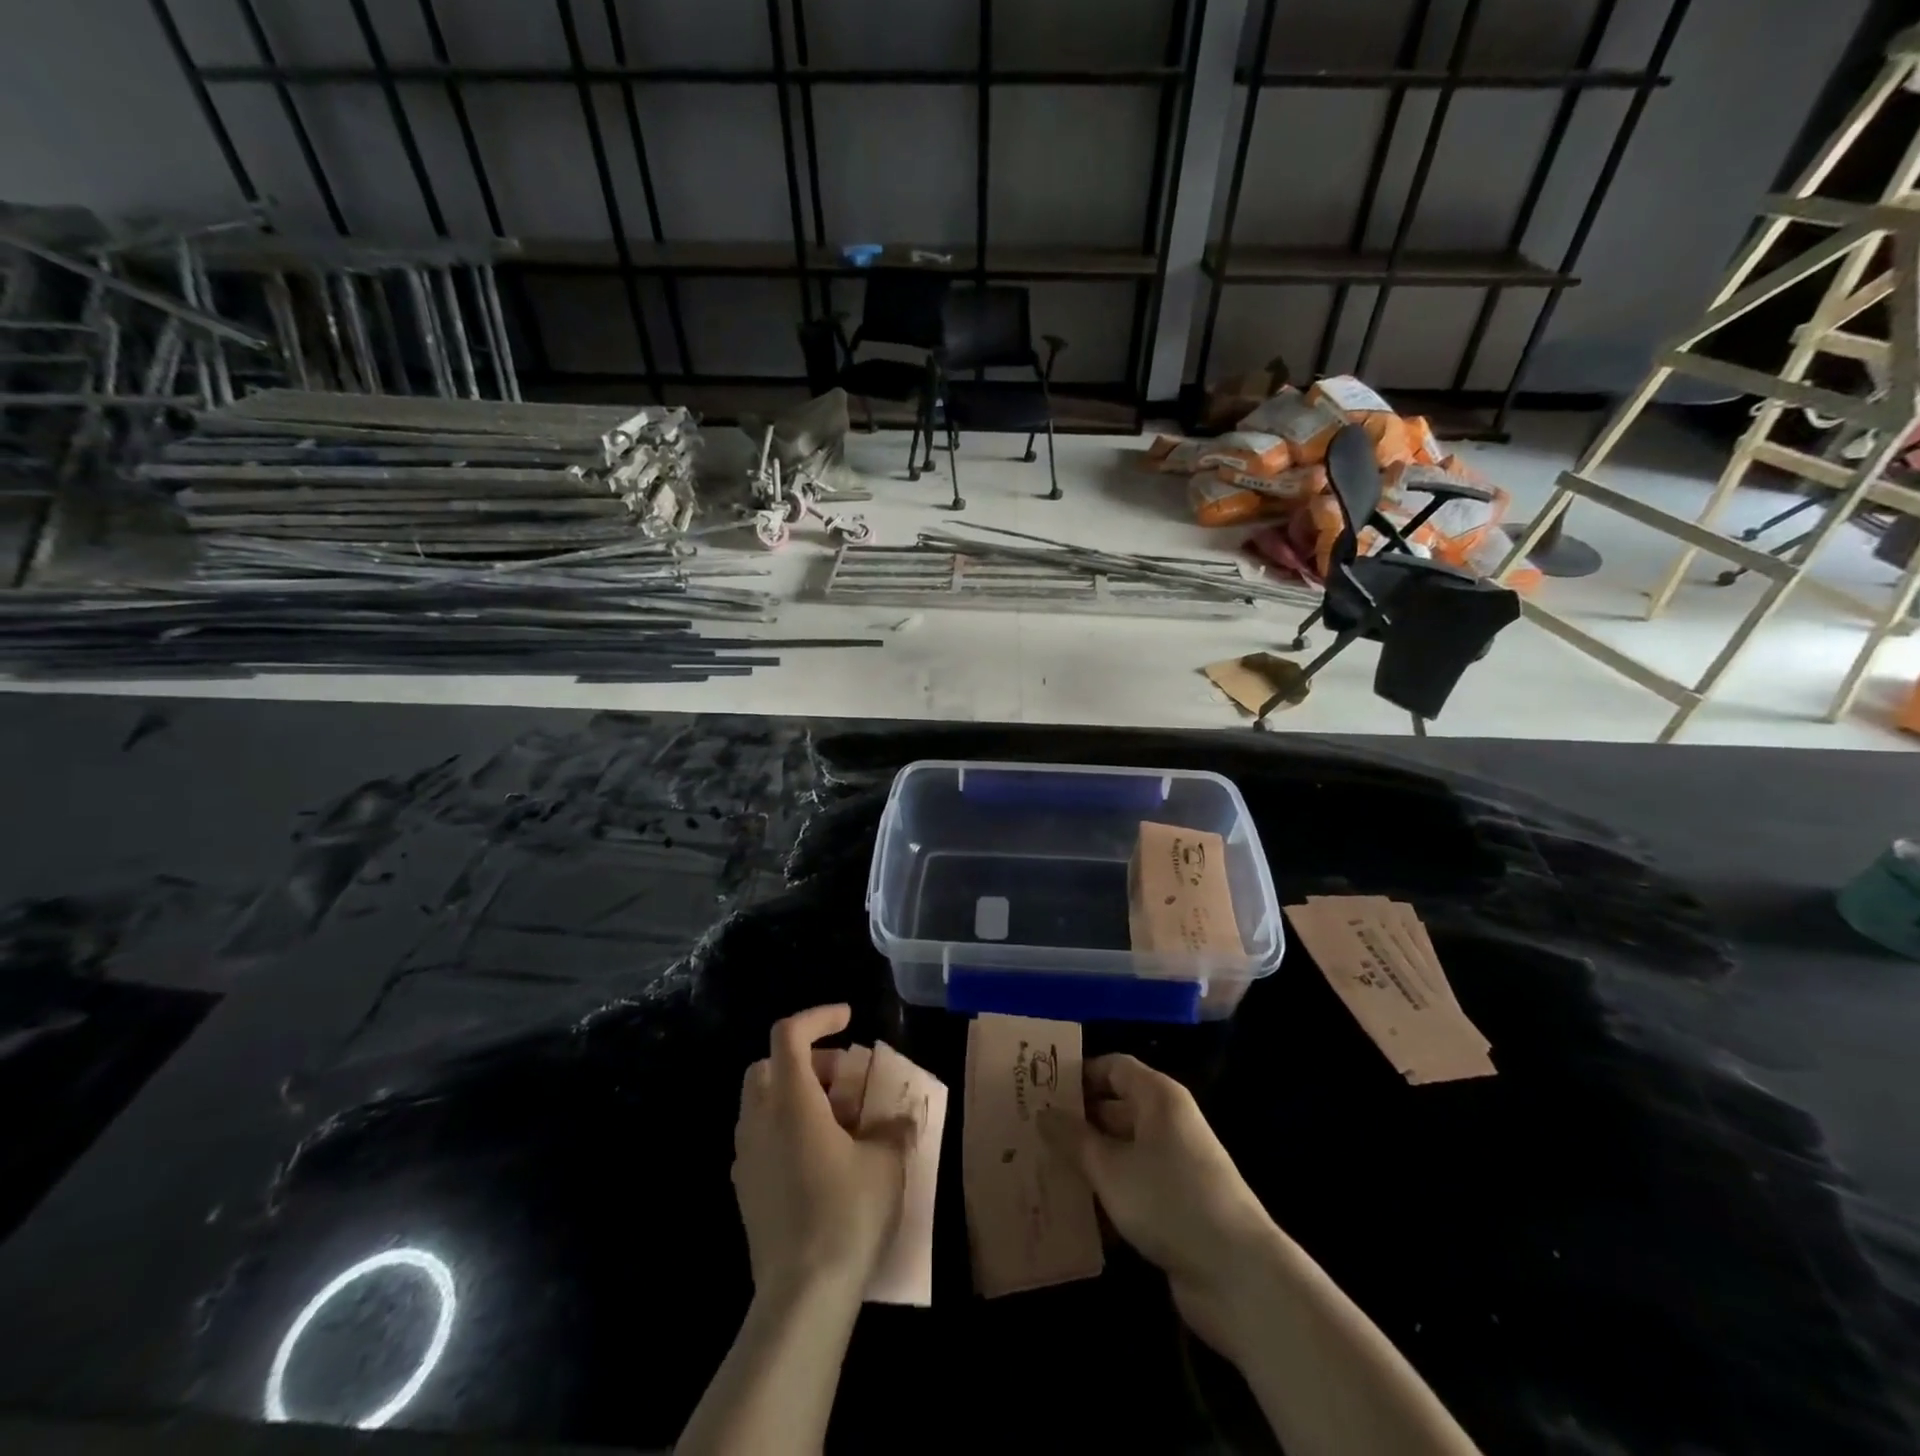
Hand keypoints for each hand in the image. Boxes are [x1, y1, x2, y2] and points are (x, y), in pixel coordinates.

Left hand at [732, 1005, 914, 1306]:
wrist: (801, 1295)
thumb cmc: (846, 1213)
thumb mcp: (885, 1162)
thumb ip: (892, 1129)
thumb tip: (900, 1119)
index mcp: (790, 1100)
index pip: (789, 1034)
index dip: (818, 1016)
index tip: (848, 1019)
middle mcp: (759, 1120)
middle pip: (769, 1065)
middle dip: (806, 1059)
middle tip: (843, 1076)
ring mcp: (746, 1157)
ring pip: (763, 1103)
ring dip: (796, 1094)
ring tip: (838, 1118)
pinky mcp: (746, 1190)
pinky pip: (762, 1138)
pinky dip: (787, 1128)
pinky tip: (820, 1157)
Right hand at [1041, 1054, 1277, 1356]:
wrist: (1238, 1277)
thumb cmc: (1169, 1201)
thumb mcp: (1111, 1168)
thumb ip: (1074, 1139)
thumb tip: (1043, 1113)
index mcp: (1158, 1098)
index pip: (1113, 1067)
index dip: (1078, 1074)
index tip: (1039, 1089)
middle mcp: (1168, 1123)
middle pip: (1115, 1109)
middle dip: (1076, 1123)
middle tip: (1030, 1133)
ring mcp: (1174, 1166)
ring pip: (1120, 1152)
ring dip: (1087, 1163)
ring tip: (1041, 1171)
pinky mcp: (1175, 1205)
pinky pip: (1132, 1187)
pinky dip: (1106, 1195)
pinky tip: (1073, 1213)